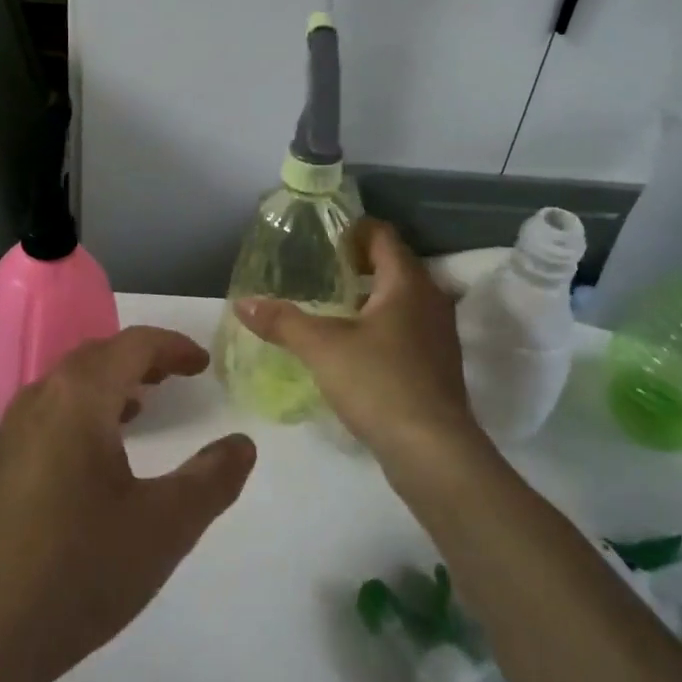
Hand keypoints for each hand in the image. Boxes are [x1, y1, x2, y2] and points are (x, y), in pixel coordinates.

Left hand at [0, 327, 255, 681]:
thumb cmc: (76, 571)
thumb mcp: (163, 527)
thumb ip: (211, 479)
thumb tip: (242, 444)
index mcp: (76, 399)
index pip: (130, 346)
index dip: (172, 346)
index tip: (203, 364)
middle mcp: (34, 403)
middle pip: (92, 358)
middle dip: (137, 360)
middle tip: (173, 376)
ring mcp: (3, 439)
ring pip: (61, 389)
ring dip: (104, 387)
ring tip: (137, 408)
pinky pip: (40, 421)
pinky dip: (75, 417)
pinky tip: (87, 463)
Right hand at [234, 218, 475, 464]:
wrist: (432, 451)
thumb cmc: (379, 383)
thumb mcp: (321, 347)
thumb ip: (282, 321)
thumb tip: (242, 302)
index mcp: (408, 283)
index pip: (384, 235)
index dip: (354, 229)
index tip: (322, 238)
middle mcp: (431, 300)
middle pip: (394, 265)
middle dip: (358, 263)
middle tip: (319, 269)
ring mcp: (439, 334)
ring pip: (402, 299)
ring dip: (370, 296)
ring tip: (330, 306)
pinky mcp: (437, 365)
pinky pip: (407, 328)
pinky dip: (381, 324)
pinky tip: (353, 345)